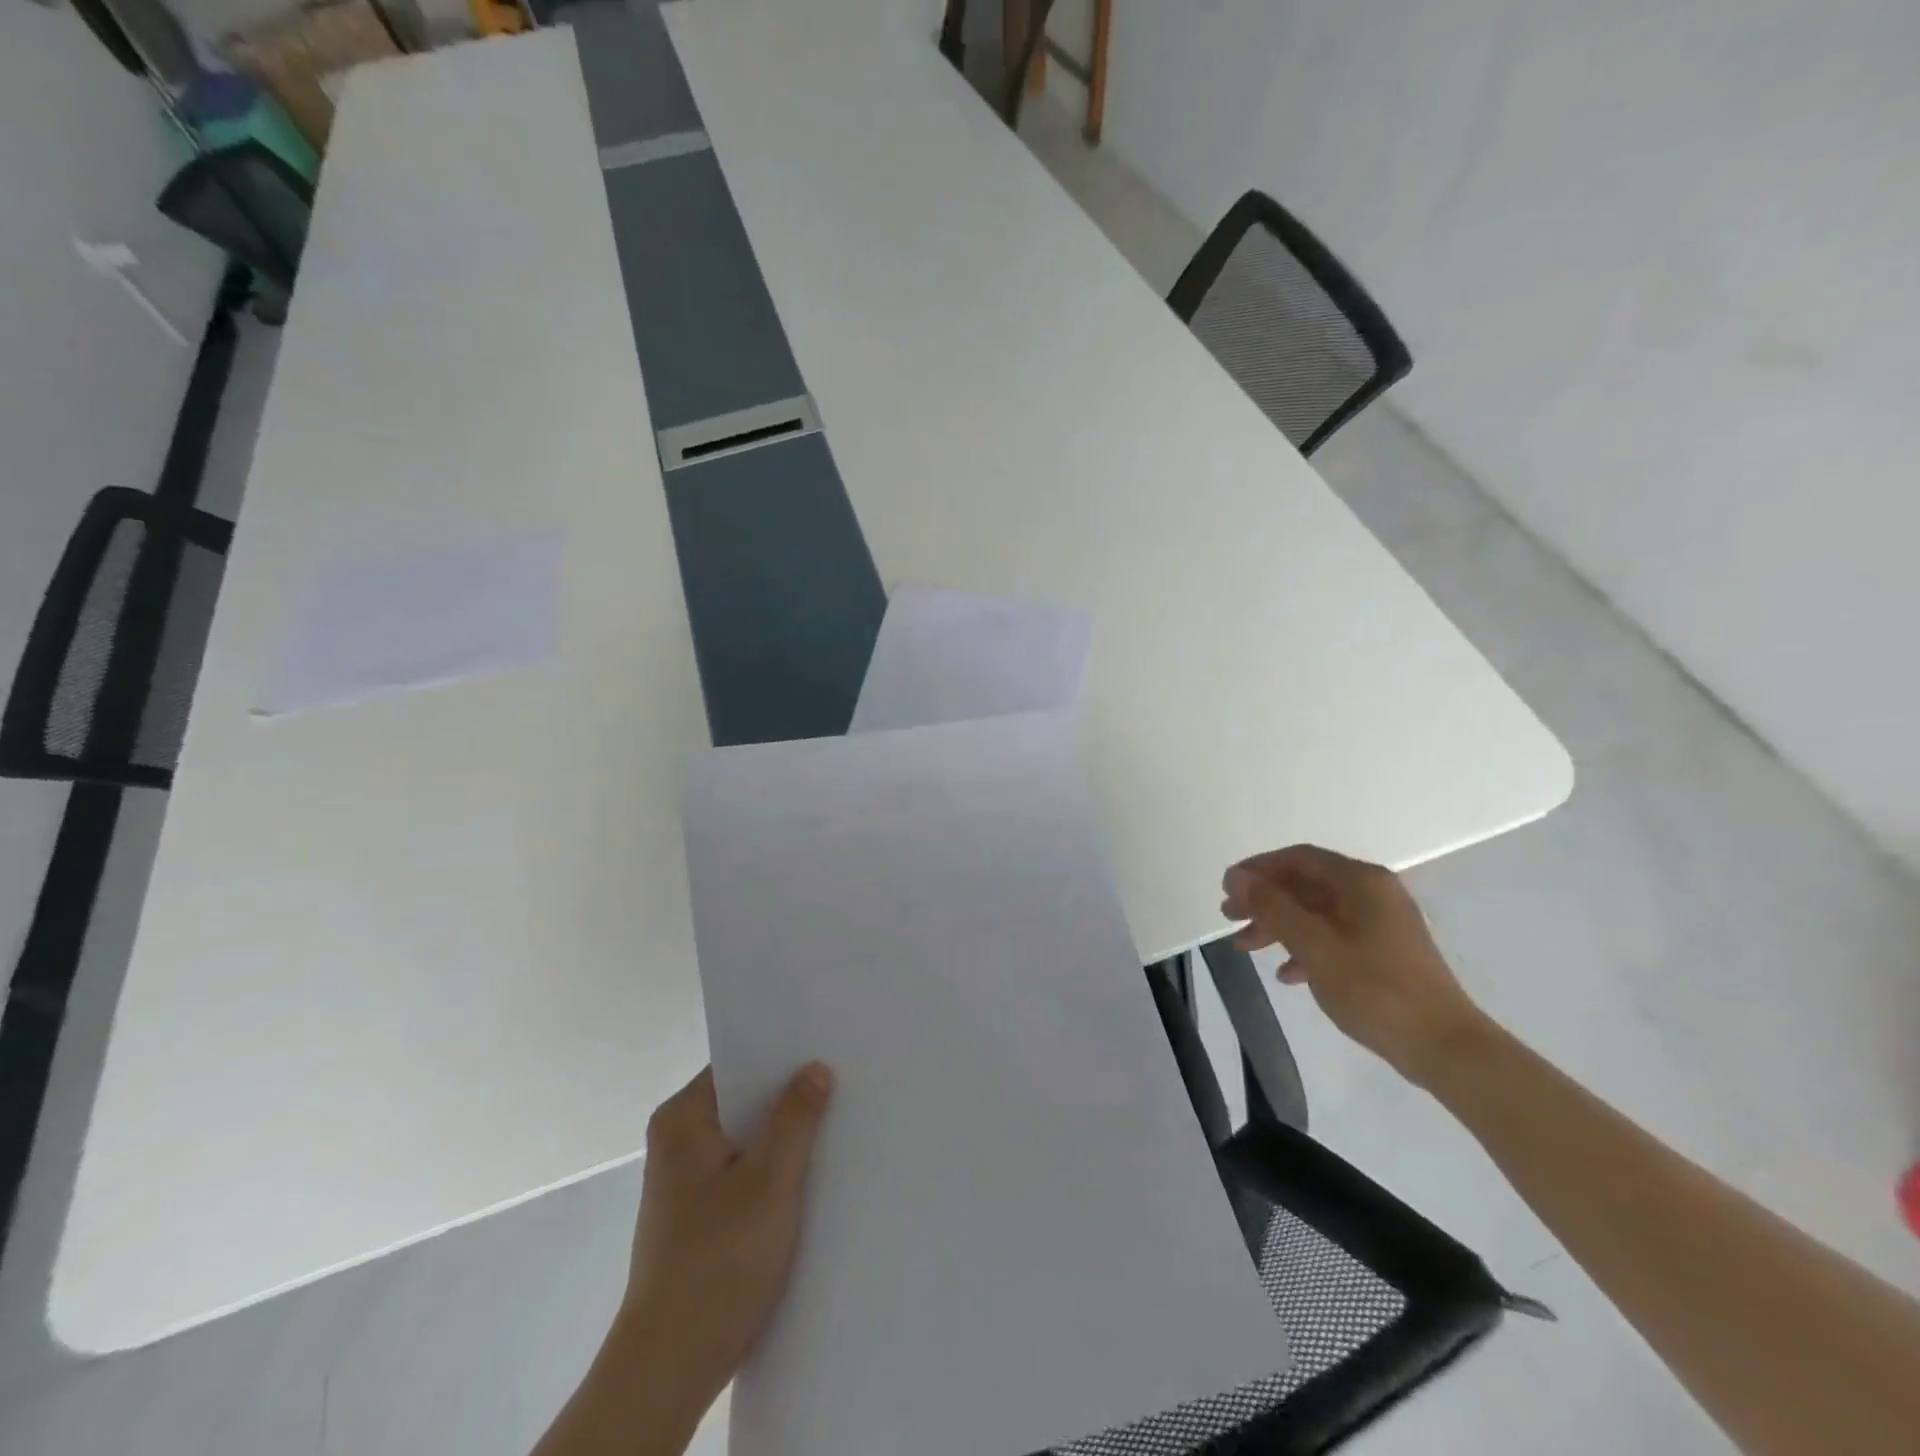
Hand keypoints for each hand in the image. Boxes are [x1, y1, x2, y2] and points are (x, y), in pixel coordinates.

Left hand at [621, 1063, 835, 1407]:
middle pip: (744, 1100)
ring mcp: (688, 1181)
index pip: (738, 1063)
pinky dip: (775, 1168)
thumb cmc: (717, 1259)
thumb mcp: (769, 1180)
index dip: (782, 1054)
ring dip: (786, 1135)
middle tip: (844, 1079)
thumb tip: (815, 1068)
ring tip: (839, 1119)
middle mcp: (679, 1141)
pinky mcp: (701, 1215)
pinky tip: (816, 1171)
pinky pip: (746, 1171)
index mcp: (683, 1119)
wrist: (671, 1367)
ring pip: (748, 1138)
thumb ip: (795, 1118)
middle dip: (790, 1095)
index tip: (826, 1045)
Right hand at [1221, 845, 1487, 1084]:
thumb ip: (1273, 907)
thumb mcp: (1314, 945)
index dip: (1257, 869)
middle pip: (1305, 885)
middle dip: (1264, 901)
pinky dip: (1304, 949)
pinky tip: (1286, 975)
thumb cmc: (1375, 988)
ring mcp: (1380, 924)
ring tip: (1245, 948)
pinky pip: (1333, 938)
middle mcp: (1373, 893)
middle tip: (1228, 918)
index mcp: (1361, 882)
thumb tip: (1236, 877)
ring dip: (1278, 927)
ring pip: (1316, 913)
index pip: (1298, 859)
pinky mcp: (1383, 952)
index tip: (1226, 888)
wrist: (1444, 1047)